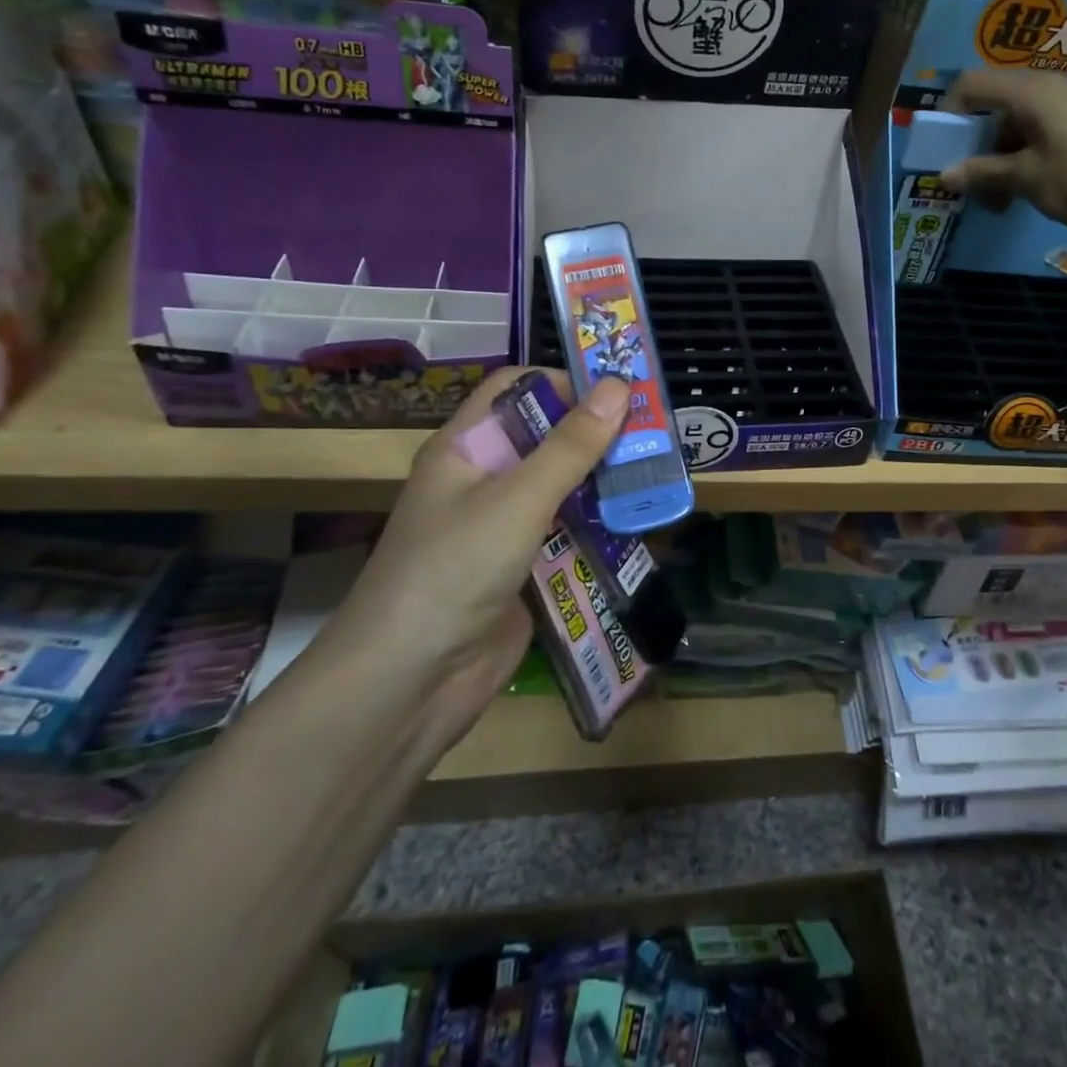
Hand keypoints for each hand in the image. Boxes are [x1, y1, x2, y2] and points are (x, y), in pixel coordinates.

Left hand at [327, 367, 628, 734]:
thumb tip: (620, 385)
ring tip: (657, 474)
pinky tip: (639, 524)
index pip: (515, 389)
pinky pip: (568, 533)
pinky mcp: (523, 568)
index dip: (563, 382)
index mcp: (466, 448)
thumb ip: (571, 446)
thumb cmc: (454, 569)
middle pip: (546, 437)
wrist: (410, 684)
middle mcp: (484, 480)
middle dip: (597, 434)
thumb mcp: (517, 499)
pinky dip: (600, 526)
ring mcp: (504, 527)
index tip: (617, 392)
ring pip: (563, 487)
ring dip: (604, 481)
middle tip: (654, 433)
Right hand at [940, 69, 1066, 239]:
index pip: (972, 85)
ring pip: (1017, 125)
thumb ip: (983, 173)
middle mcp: (1049, 89)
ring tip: (997, 201)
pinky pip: (1040, 135)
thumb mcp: (1027, 179)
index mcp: (1030, 92)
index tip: (943, 151)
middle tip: (969, 183)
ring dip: (998, 160)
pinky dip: (1023, 160)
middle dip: (974, 145)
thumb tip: (944, 175)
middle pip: (994, 107)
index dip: (950, 114)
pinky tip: (1024, 192)